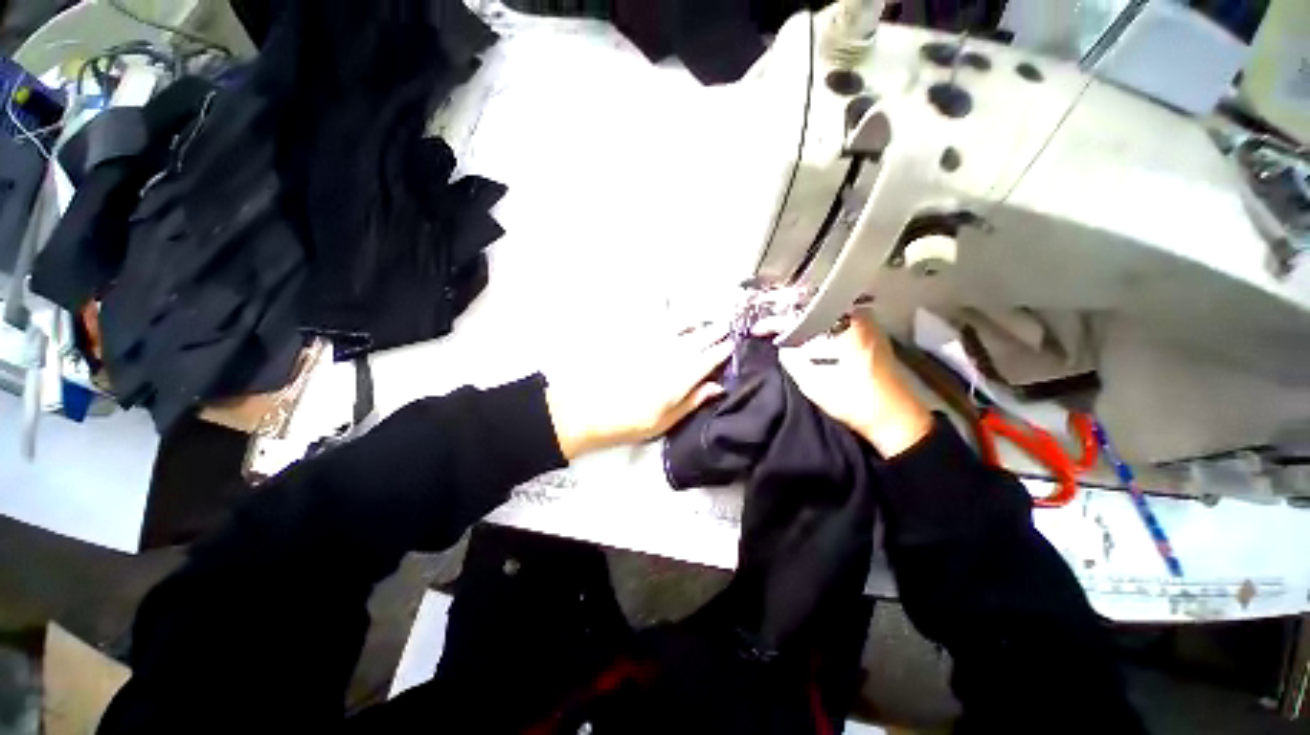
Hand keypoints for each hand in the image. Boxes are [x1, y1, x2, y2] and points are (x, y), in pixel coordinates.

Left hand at [545, 326, 732, 459]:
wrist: (587, 409)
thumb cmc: (628, 422)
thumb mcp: (665, 421)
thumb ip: (693, 401)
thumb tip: (717, 386)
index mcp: (680, 377)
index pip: (709, 359)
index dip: (723, 351)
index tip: (732, 345)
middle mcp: (670, 354)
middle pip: (698, 338)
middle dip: (714, 331)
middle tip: (726, 326)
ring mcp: (652, 343)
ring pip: (680, 325)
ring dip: (695, 320)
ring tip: (704, 319)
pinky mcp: (634, 337)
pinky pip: (655, 319)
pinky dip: (667, 312)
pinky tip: (670, 306)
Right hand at [767, 311, 932, 457]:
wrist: (895, 417)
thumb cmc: (853, 398)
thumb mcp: (812, 381)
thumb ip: (792, 358)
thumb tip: (781, 345)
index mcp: (844, 323)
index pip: (800, 314)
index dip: (775, 322)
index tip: (757, 329)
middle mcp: (857, 316)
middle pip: (814, 307)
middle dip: (789, 316)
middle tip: (769, 327)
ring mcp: (867, 323)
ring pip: (826, 313)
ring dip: (804, 321)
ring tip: (783, 331)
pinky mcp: (871, 335)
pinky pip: (837, 321)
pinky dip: (819, 327)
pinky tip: (806, 337)